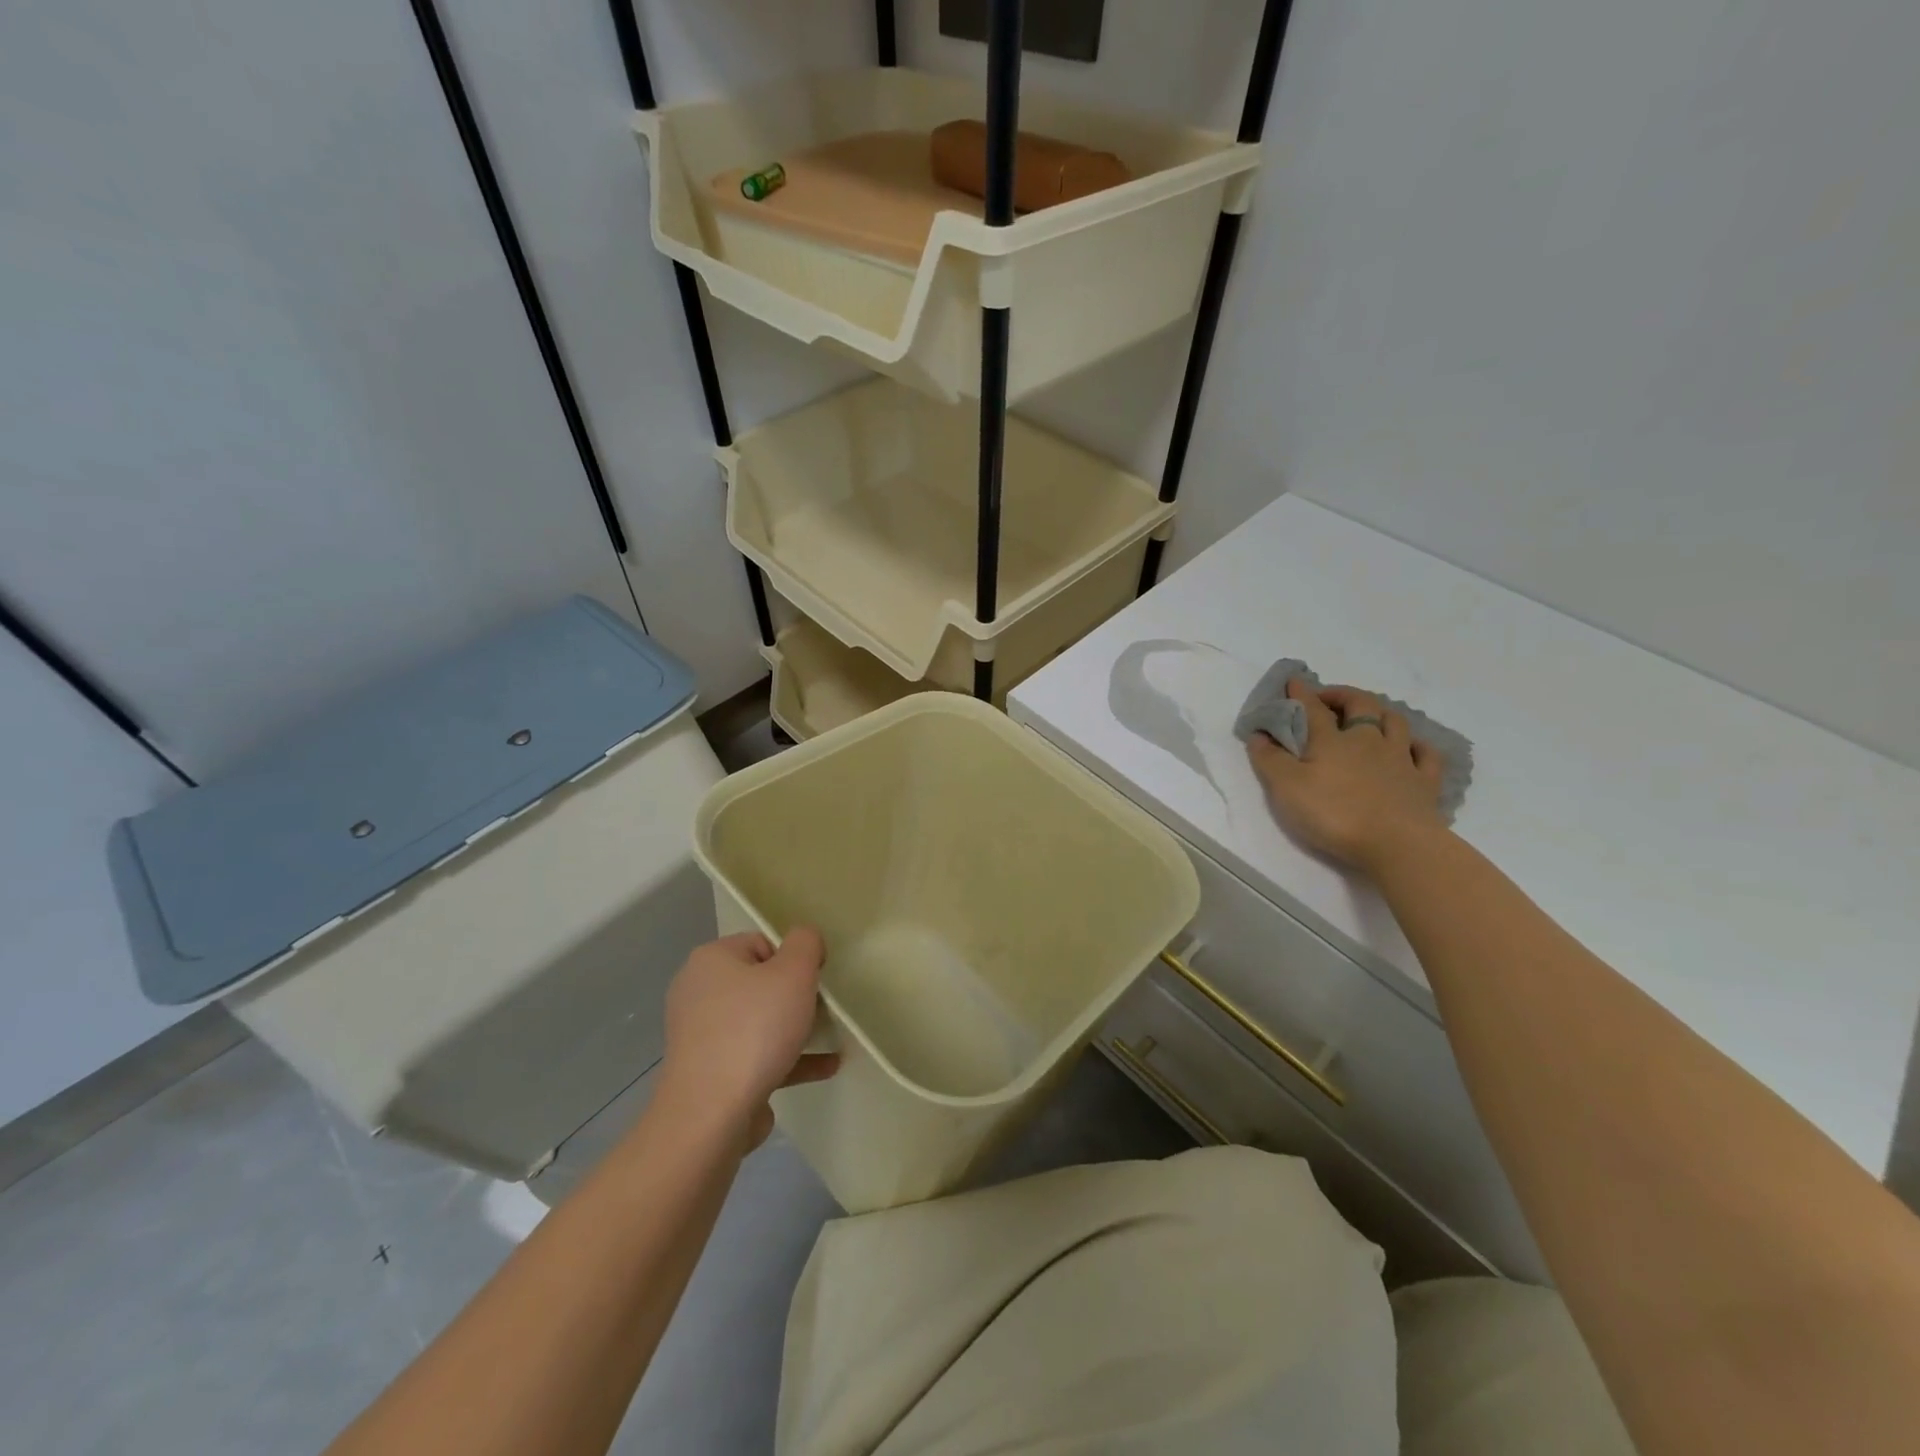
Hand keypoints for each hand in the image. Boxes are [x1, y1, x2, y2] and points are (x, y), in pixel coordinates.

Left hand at [657, 927, 838, 1150]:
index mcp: (711, 960)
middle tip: (822, 1008)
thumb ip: (806, 943)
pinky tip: (826, 1066)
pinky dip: (789, 1058)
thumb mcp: (794, 972)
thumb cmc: (754, 1030)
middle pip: (759, 983)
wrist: (712, 1114)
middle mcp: (699, 993)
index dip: (793, 958)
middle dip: (795, 995)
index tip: (814, 980)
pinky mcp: (711, 1074)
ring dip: (796, 1028)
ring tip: (831, 1036)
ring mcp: (702, 1037)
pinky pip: (757, 1056)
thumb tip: (804, 939)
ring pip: (759, 1022)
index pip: (761, 943)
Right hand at [1247, 681, 1448, 874]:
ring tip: (1370, 716)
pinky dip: (1418, 746)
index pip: (1313, 709)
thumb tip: (1258, 734)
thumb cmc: (1334, 813)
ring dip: (1381, 713)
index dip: (1302, 693)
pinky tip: (1412, 747)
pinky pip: (1427, 755)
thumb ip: (1269, 759)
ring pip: (1395, 723)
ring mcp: (1401, 759)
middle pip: (1361, 705)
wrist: (1397, 844)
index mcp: (1332, 740)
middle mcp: (1369, 740)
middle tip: (1329, 698)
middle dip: (1343, 695)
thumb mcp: (1286, 788)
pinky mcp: (1425, 783)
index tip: (1293, 681)